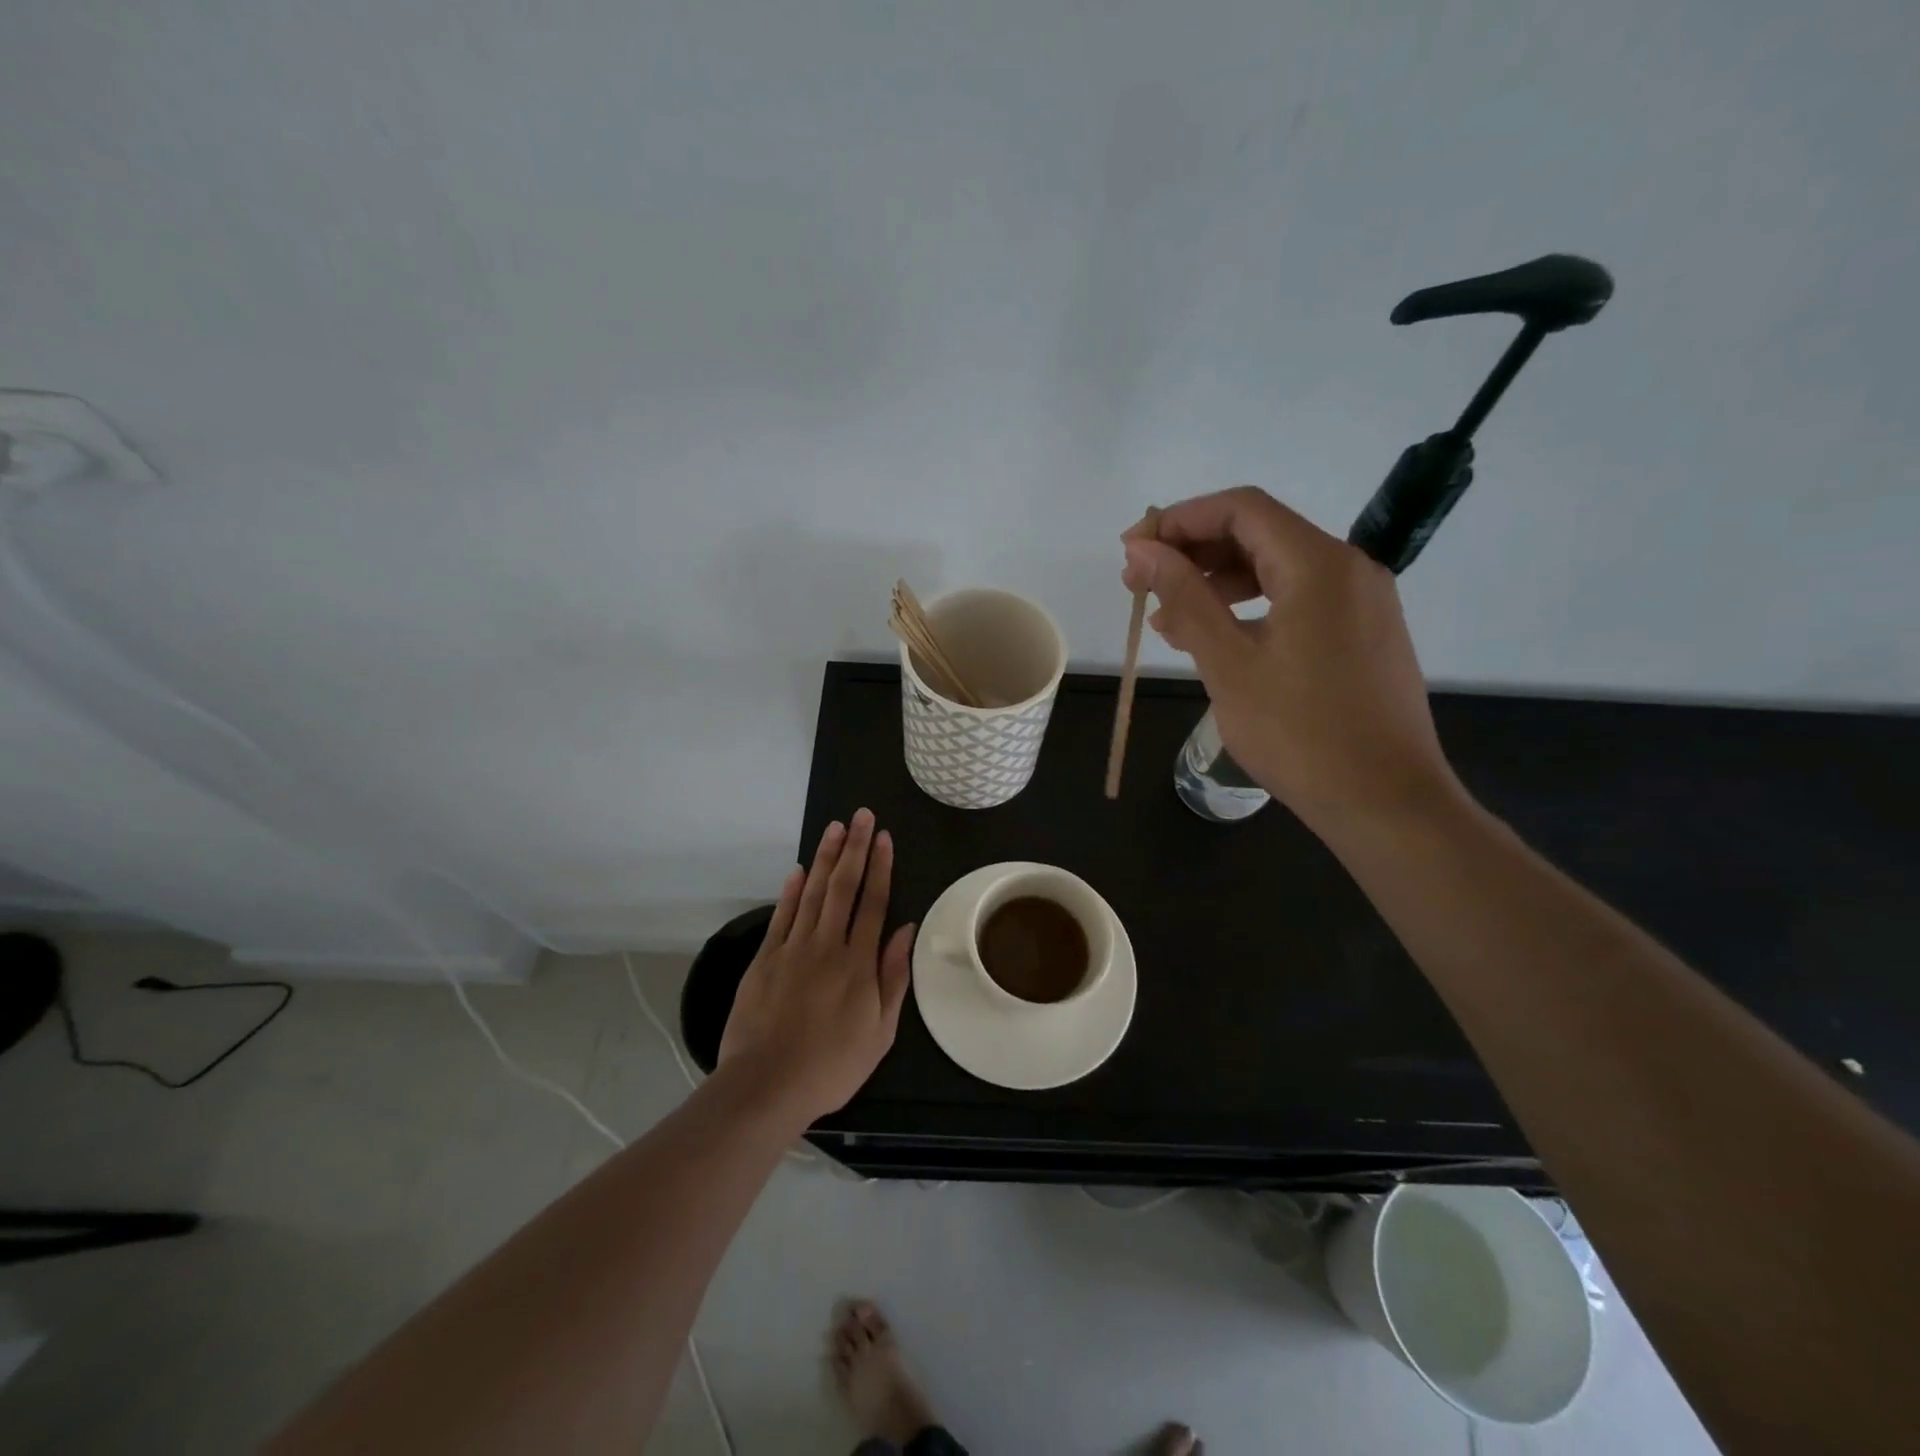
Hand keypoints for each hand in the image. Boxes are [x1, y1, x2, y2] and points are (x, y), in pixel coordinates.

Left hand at [718, 809, 915, 1125]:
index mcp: (858, 963)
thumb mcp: (879, 1031)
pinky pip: (782, 915)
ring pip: (813, 893)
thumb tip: (904, 930)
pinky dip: (791, 890)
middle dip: (855, 848)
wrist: (766, 1085)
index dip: (880, 867)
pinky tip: (800, 870)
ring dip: (826, 858)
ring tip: (836, 828)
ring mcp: (793, 949)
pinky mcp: (765, 959)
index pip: (873, 902)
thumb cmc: (832, 1065)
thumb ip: (893, 977)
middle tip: (862, 816)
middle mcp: (827, 945)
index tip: (884, 837)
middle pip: (844, 887)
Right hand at [1122, 486, 1463, 839]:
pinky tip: (1215, 638)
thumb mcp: (1229, 662)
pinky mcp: (1363, 634)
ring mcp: (1361, 602)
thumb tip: (1141, 549)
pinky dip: (1250, 608)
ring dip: (1218, 582)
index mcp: (1318, 564)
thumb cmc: (1299, 732)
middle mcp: (1348, 568)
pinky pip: (1298, 600)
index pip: (1241, 509)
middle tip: (1141, 584)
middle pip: (1260, 534)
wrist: (1385, 801)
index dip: (1180, 520)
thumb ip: (1184, 596)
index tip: (1133, 550)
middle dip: (1194, 552)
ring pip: (1277, 569)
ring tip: (1168, 618)